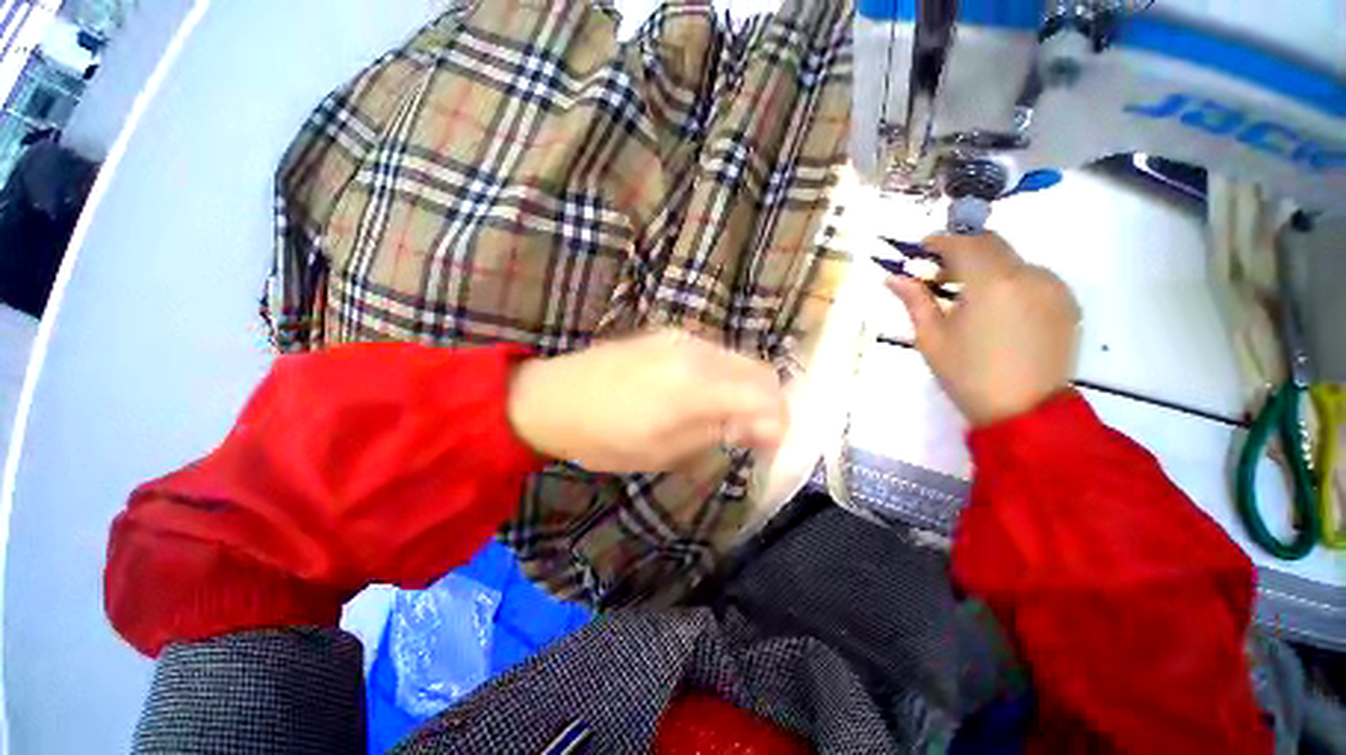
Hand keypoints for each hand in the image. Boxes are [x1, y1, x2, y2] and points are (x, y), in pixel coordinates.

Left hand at [507, 329, 788, 472]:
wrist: (552, 397)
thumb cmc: (604, 438)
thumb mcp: (663, 451)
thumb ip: (718, 432)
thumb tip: (764, 429)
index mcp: (695, 386)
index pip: (765, 396)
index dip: (780, 423)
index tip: (772, 446)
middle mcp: (697, 351)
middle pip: (761, 371)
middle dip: (770, 404)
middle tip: (754, 434)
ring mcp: (683, 337)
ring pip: (741, 359)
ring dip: (748, 389)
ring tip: (730, 417)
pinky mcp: (670, 333)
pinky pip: (717, 353)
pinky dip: (727, 376)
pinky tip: (707, 395)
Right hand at [887, 233, 1079, 425]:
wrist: (1025, 411)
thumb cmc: (967, 375)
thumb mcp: (931, 338)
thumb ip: (915, 300)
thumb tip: (893, 277)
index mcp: (992, 283)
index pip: (965, 244)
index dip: (941, 241)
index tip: (921, 248)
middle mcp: (1029, 275)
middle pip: (993, 245)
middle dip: (963, 250)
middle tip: (938, 271)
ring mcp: (1054, 288)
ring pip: (1014, 261)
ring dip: (987, 267)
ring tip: (965, 294)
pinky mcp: (1067, 304)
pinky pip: (1033, 278)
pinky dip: (1009, 281)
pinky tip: (995, 308)